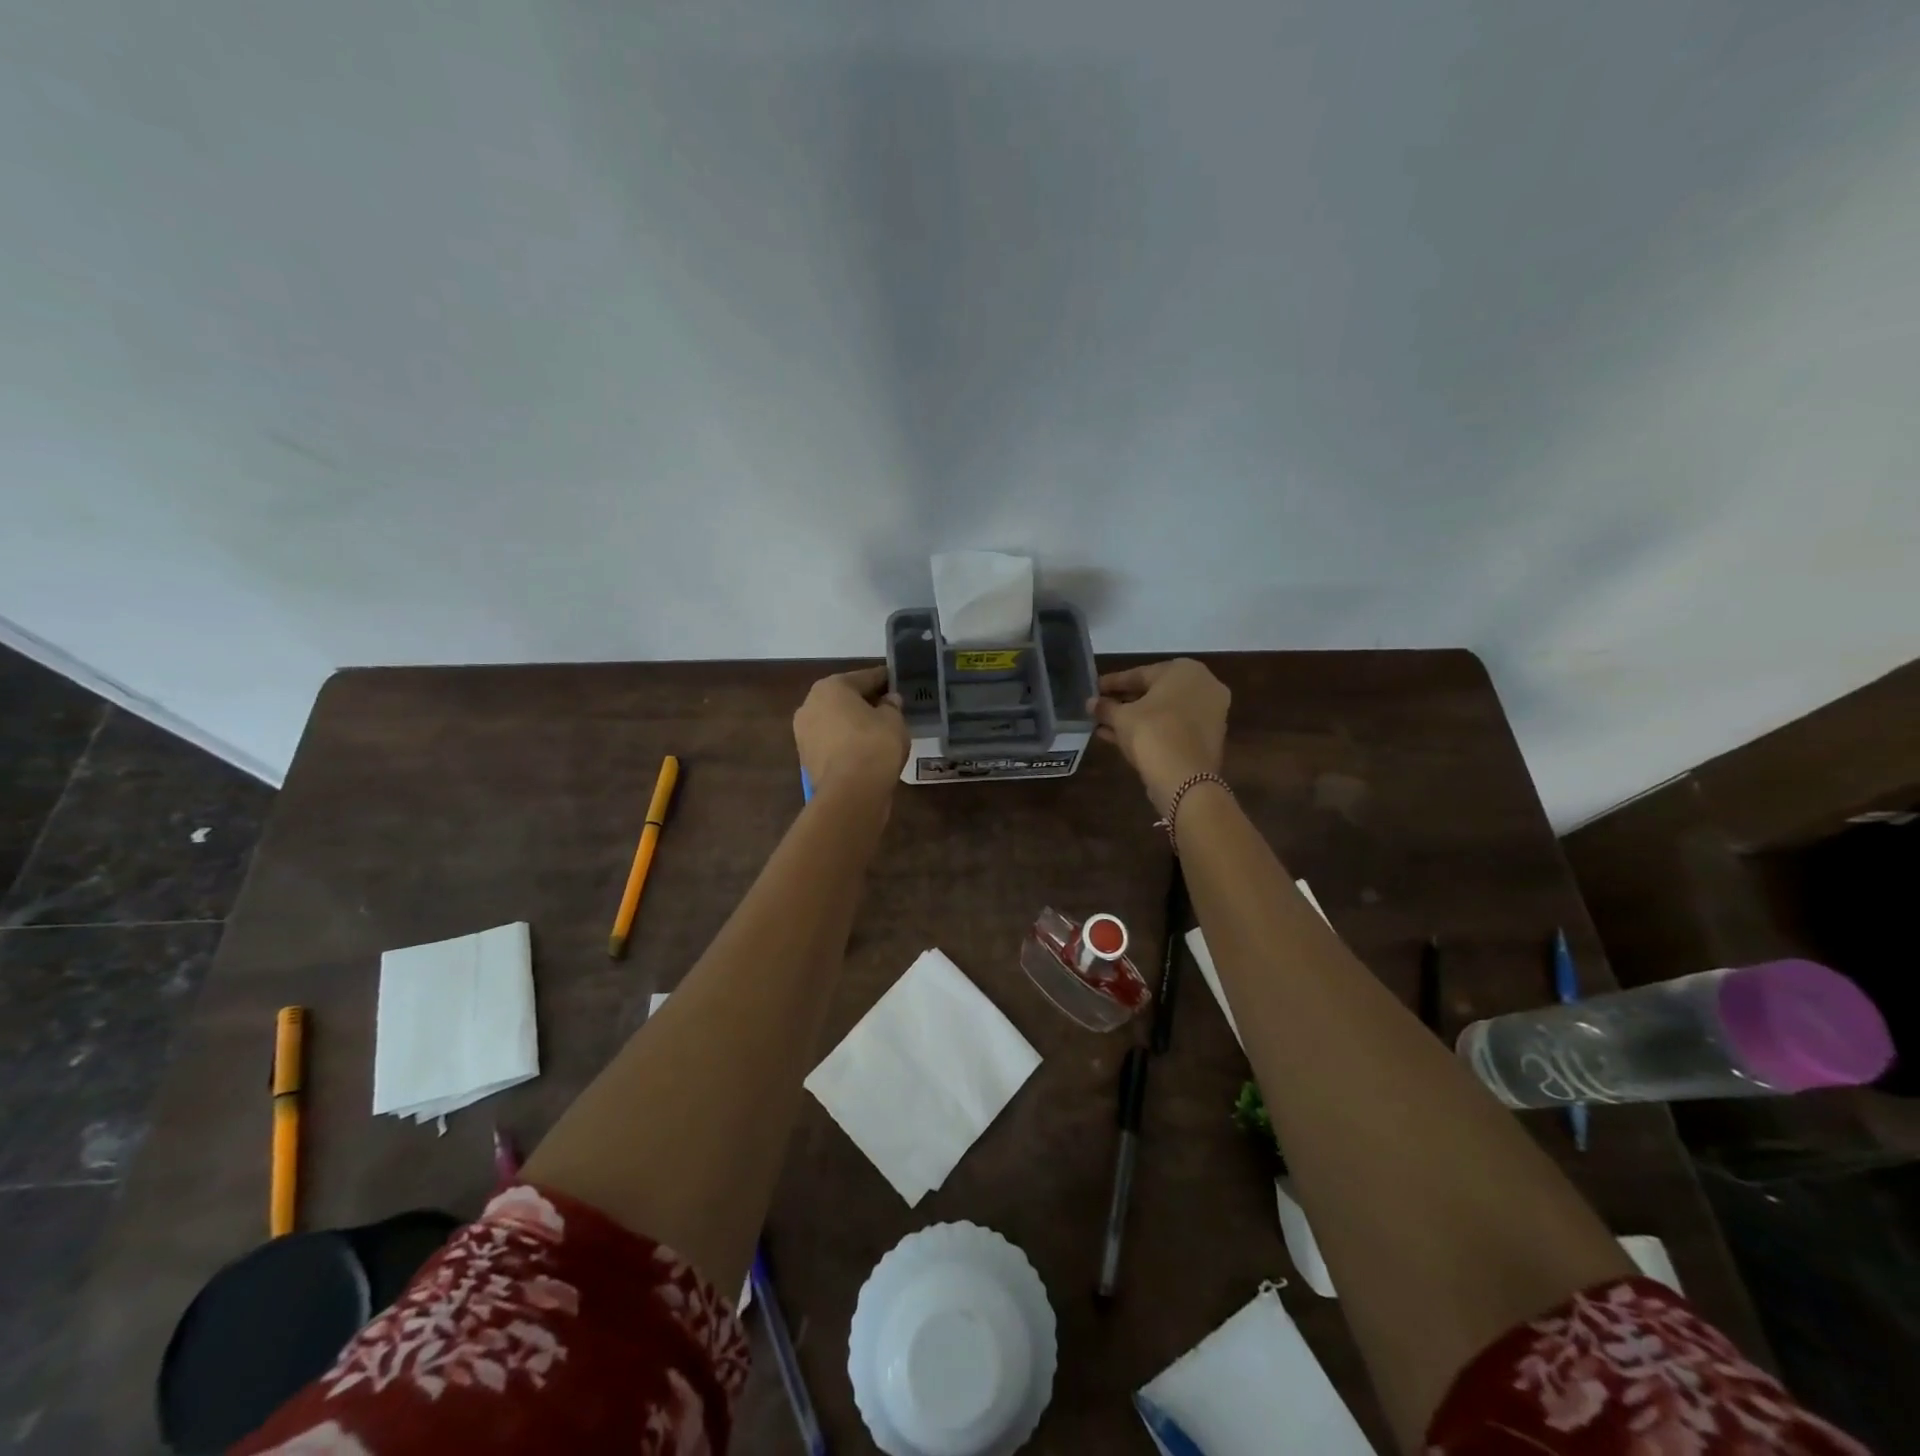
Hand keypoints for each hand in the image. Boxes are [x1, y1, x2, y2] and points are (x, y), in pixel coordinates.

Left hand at [794, 666, 909, 797]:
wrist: (851, 793)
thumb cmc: (874, 745)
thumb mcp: (894, 720)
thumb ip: (892, 705)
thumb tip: (888, 701)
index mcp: (830, 687)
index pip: (864, 678)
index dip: (884, 679)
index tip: (897, 682)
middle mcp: (809, 705)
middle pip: (845, 699)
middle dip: (866, 702)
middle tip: (890, 708)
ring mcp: (804, 735)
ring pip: (836, 723)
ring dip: (854, 725)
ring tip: (880, 732)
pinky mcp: (807, 760)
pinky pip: (833, 744)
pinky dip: (848, 745)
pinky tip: (866, 751)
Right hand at [1088, 659, 1229, 814]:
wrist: (1184, 777)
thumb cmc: (1152, 732)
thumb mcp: (1121, 717)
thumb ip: (1105, 707)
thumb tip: (1090, 703)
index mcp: (1184, 670)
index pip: (1140, 673)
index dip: (1113, 683)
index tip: (1094, 688)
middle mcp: (1203, 686)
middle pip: (1155, 692)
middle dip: (1125, 701)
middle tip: (1100, 707)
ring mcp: (1210, 713)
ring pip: (1163, 712)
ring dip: (1135, 718)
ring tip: (1104, 725)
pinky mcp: (1208, 738)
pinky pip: (1173, 727)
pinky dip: (1150, 731)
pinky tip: (1120, 738)